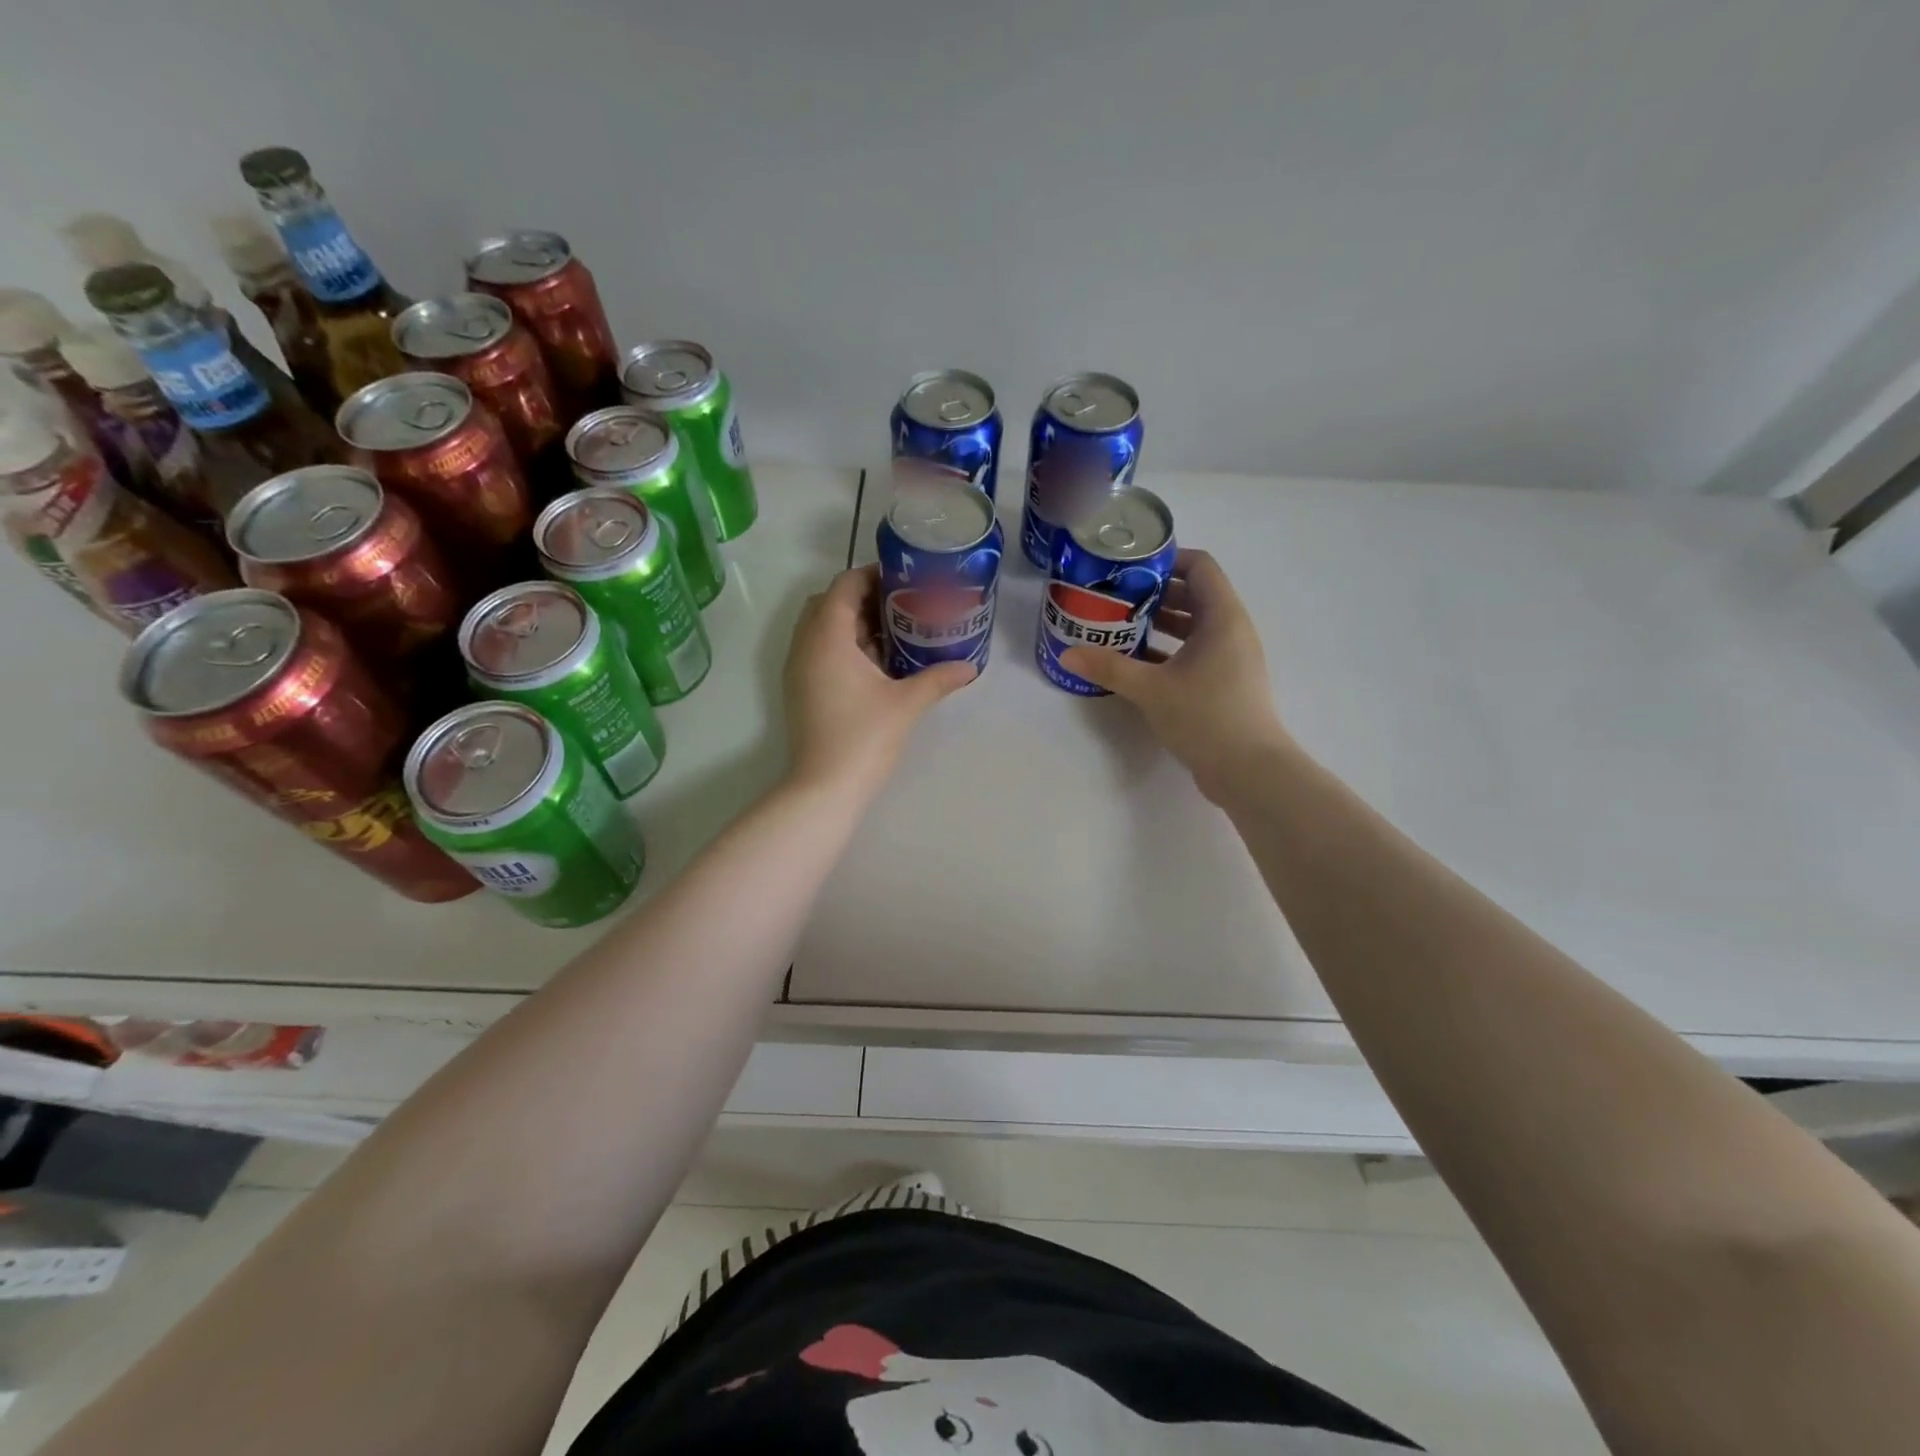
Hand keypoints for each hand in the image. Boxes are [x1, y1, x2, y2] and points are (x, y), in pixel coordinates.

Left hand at [783, 564, 975, 796]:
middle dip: (863, 598)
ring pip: (822, 629)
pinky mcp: (800, 690)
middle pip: (829, 603)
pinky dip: (843, 646)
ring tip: (894, 632)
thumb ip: (937, 678)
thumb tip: (970, 668)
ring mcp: (799, 669)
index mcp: (827, 638)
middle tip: (901, 605)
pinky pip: (819, 651)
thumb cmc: (864, 738)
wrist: (823, 788)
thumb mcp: (906, 704)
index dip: (873, 575)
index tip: (905, 580)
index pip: (844, 585)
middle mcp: (805, 646)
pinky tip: (876, 664)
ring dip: (852, 623)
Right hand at [1059, 549, 1289, 801]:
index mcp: (1222, 617)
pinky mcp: (1226, 683)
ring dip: (1160, 623)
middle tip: (1116, 597)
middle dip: (1155, 593)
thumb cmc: (1205, 716)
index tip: (1130, 567)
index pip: (1200, 566)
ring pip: (1194, 627)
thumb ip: (1109, 668)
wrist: (1249, 770)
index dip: (1167, 559)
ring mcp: (1231, 658)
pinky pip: (1195, 652)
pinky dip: (1169, 650)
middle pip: (1195, 594)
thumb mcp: (1151, 689)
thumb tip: (1068, 653)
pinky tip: (1136, 663)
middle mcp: (1232, 631)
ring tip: (1120, 626)